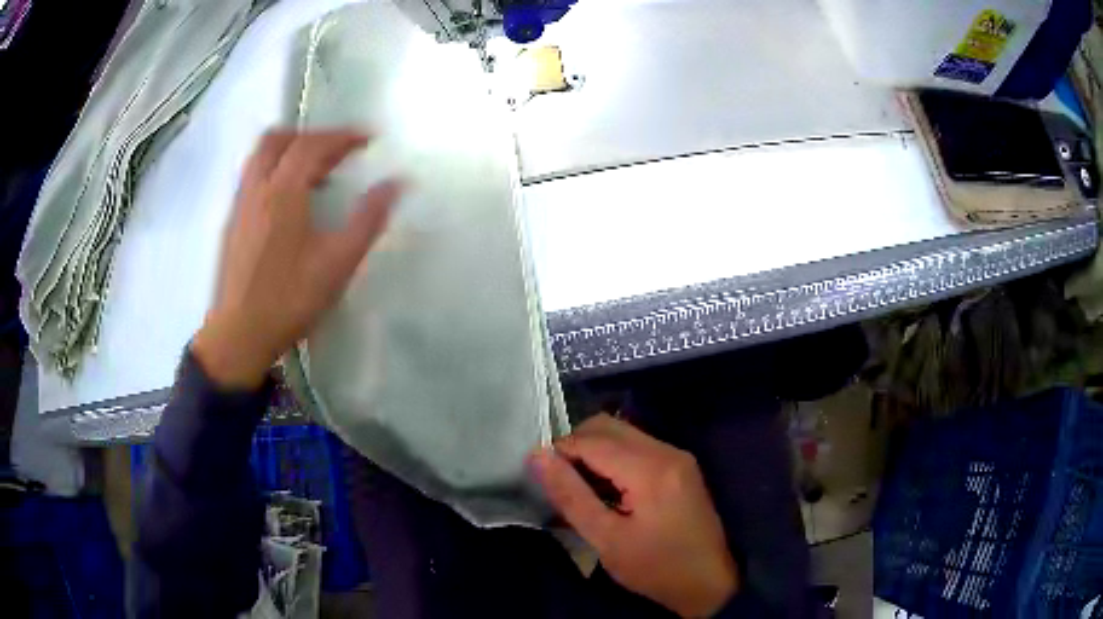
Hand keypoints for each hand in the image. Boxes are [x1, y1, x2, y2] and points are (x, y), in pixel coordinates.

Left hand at [191, 129, 400, 389]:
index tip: (369, 139)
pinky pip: (253, 177)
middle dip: (311, 136)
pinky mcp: (232, 223)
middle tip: (337, 149)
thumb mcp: (338, 262)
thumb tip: (398, 182)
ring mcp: (239, 205)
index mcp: (282, 192)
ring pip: (260, 156)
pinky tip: (288, 200)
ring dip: (288, 150)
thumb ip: (368, 218)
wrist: (239, 335)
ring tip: (314, 171)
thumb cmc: (289, 299)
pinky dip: (274, 170)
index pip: (313, 145)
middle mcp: (256, 188)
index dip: (343, 136)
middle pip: (278, 139)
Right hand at [529, 414, 737, 617]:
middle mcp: (667, 451)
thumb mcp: (606, 539)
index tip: (540, 472)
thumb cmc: (655, 567)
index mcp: (650, 469)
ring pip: (623, 433)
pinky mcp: (681, 465)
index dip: (560, 450)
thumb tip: (538, 456)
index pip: (593, 440)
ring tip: (579, 486)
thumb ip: (571, 495)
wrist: (708, 581)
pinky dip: (614, 458)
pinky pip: (638, 446)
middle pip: (608, 426)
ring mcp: (677, 455)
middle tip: (559, 480)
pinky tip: (606, 487)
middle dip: (576, 445)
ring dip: (594, 450)